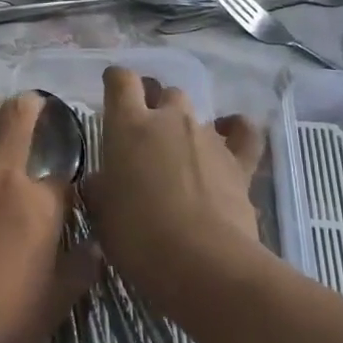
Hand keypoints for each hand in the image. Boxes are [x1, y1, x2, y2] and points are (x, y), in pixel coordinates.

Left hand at [0, 76, 81, 342]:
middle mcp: (0, 177)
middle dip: (30, 107)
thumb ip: (80, 270)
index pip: (61, 175)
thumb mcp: (55, 303)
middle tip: (31, 105)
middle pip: (19, 123)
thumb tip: (99, 246)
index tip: (64, 180)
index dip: (66, 173)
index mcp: (39, 206)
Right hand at [84, 65, 263, 316]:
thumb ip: (100, 188)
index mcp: (128, 126)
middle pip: (164, 92)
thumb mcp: (102, 214)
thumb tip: (100, 182)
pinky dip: (234, 131)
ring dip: (185, 127)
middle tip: (145, 134)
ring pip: (196, 114)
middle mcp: (169, 120)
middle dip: (155, 105)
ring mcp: (208, 137)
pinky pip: (241, 132)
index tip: (112, 89)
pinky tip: (227, 136)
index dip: (116, 80)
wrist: (202, 262)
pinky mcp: (239, 162)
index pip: (121, 80)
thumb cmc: (137, 236)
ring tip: (179, 154)